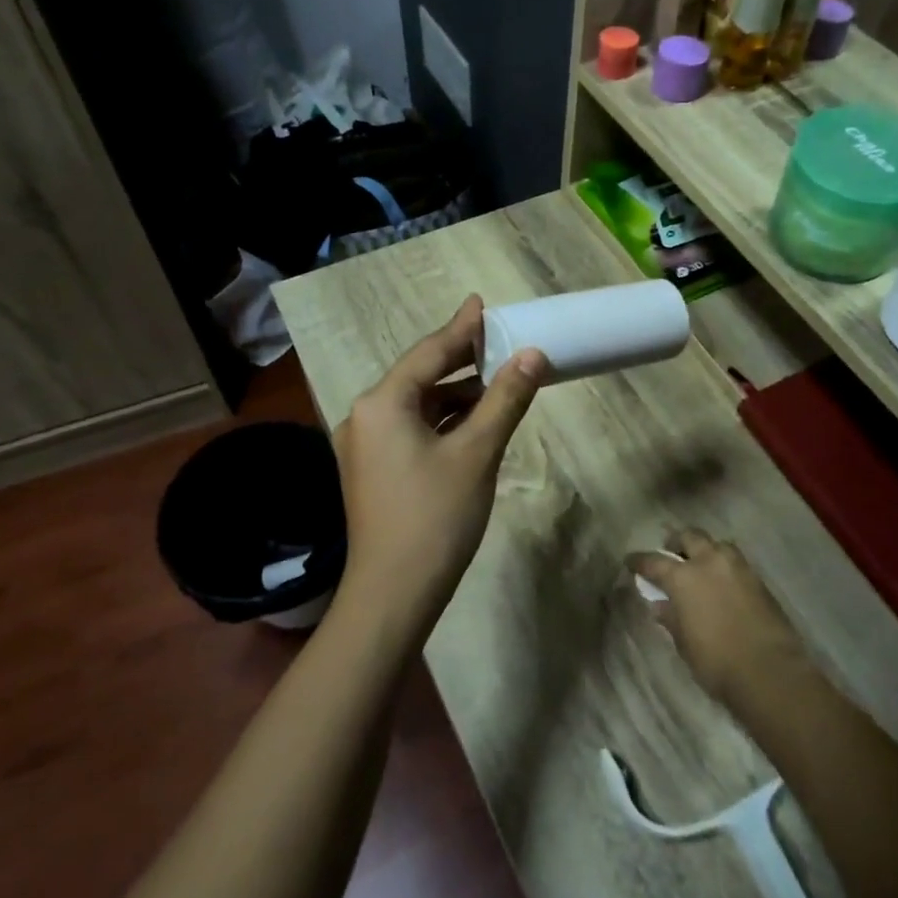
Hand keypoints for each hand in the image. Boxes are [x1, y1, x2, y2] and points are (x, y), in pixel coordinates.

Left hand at [332, 296, 545, 639]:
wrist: (393, 594)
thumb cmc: (435, 516)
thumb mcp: (477, 452)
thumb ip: (504, 398)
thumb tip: (532, 354)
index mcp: (382, 403)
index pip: (429, 353)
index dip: (461, 328)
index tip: (481, 303)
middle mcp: (365, 416)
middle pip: (419, 377)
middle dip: (460, 360)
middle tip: (497, 339)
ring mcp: (365, 446)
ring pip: (416, 406)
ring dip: (455, 395)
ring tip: (496, 380)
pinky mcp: (372, 471)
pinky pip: (411, 430)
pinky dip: (442, 422)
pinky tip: (472, 421)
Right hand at [627, 530, 808, 706]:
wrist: (770, 672)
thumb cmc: (716, 661)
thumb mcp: (684, 643)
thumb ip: (671, 618)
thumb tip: (660, 605)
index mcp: (683, 577)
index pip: (654, 561)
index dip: (639, 561)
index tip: (631, 562)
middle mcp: (709, 562)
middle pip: (690, 536)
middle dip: (677, 541)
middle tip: (670, 552)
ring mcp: (738, 568)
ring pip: (717, 544)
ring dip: (705, 549)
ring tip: (700, 564)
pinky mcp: (759, 580)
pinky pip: (735, 562)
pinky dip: (724, 565)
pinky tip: (721, 581)